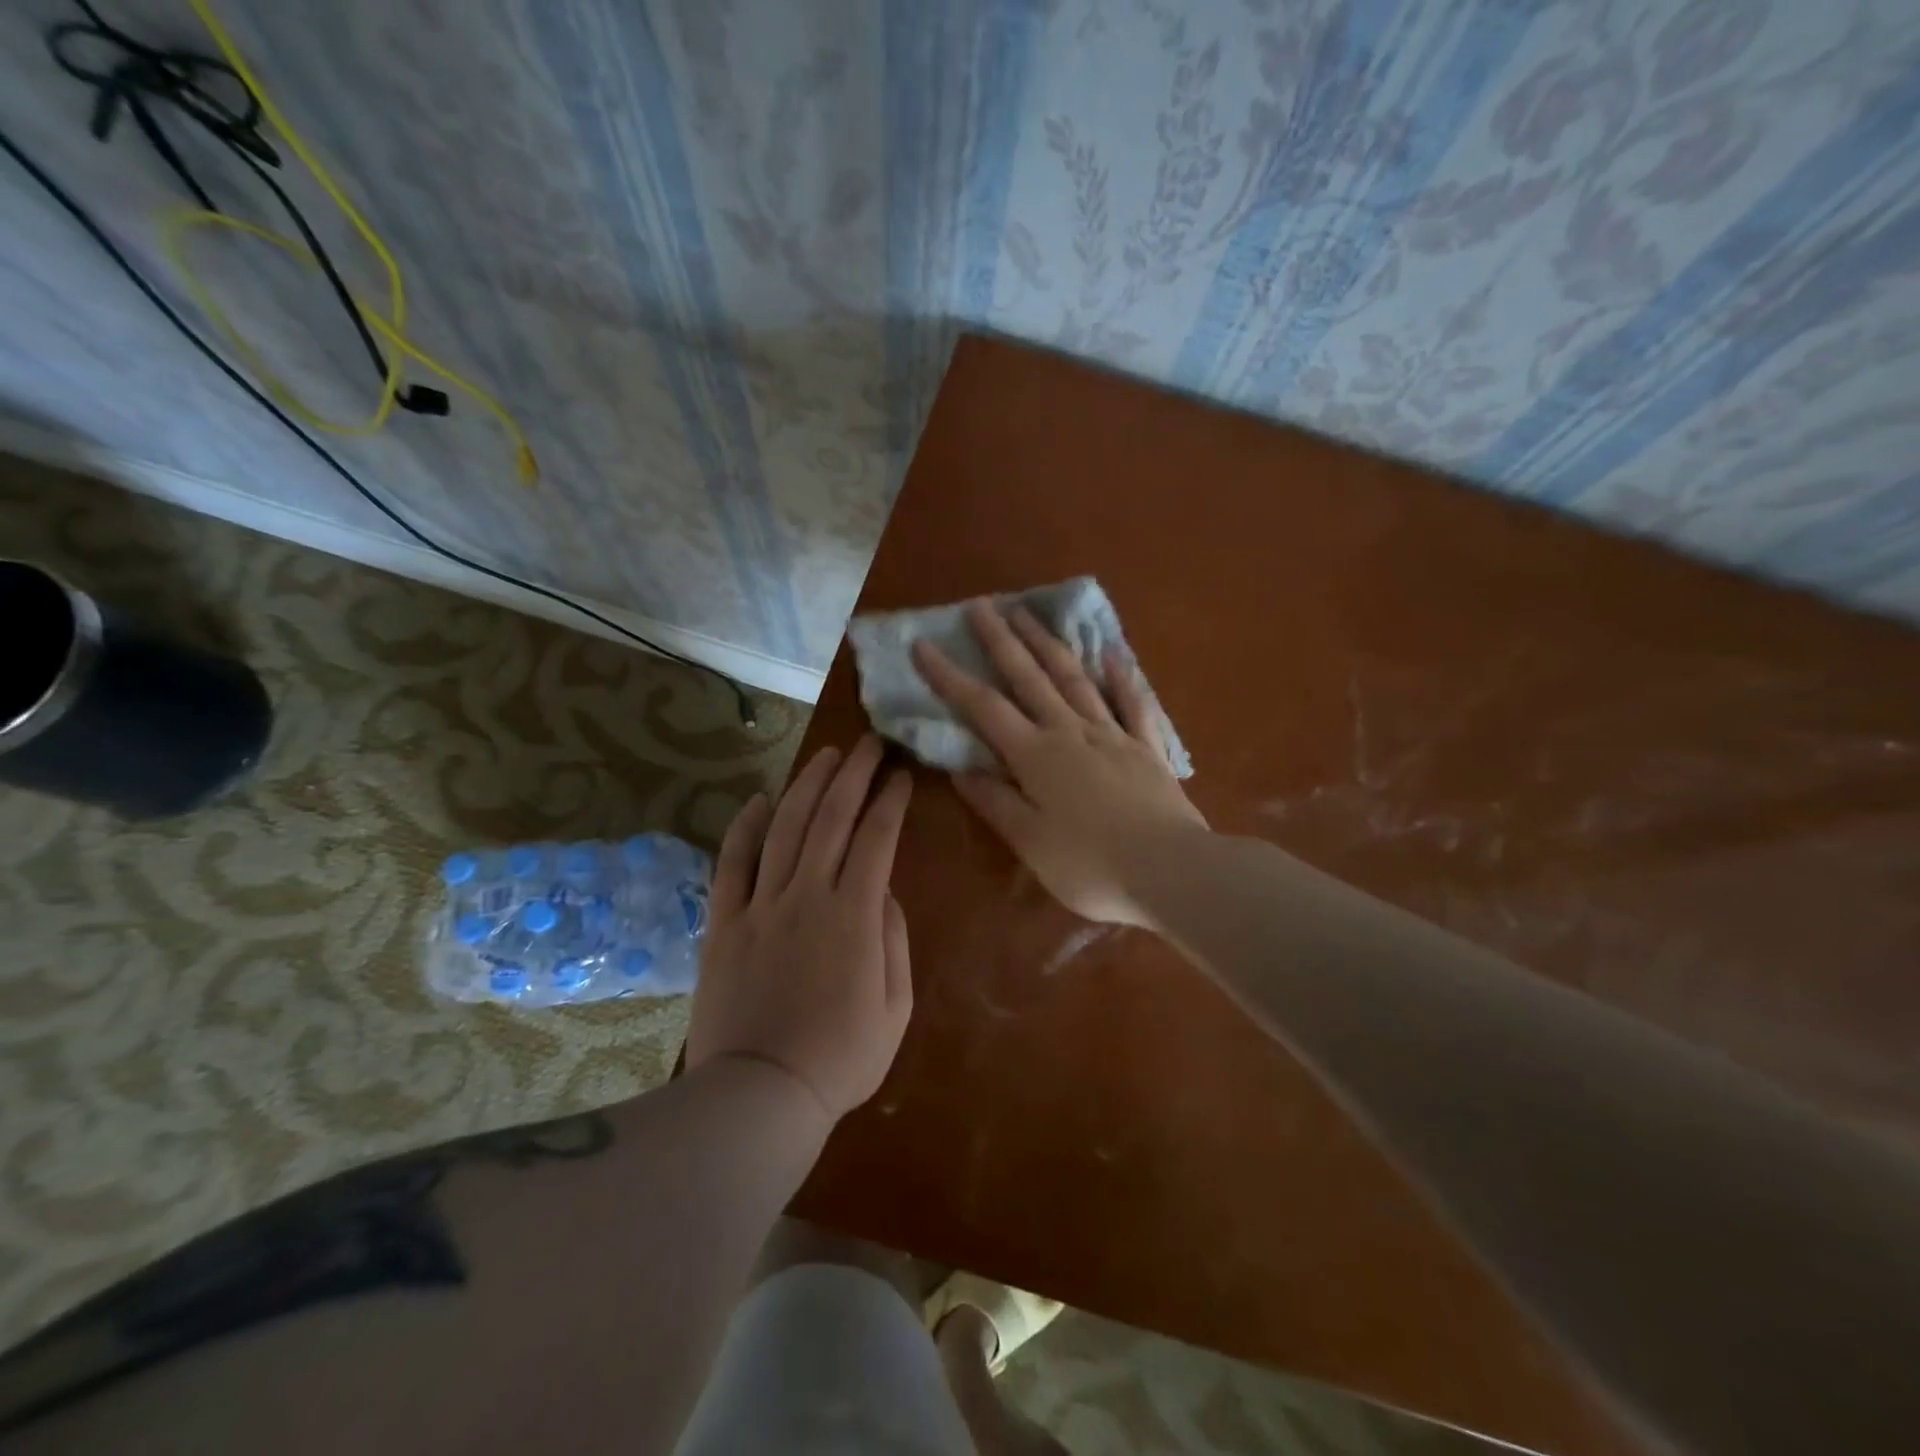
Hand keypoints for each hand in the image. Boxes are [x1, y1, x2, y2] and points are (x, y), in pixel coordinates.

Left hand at [686, 736, 913, 1124]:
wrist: (759, 1097)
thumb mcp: (895, 1008)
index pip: (876, 838)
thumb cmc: (840, 1059)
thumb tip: (884, 892)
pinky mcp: (724, 923)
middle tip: (868, 744)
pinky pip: (731, 864)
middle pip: (831, 818)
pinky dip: (744, 828)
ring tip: (825, 755)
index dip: (891, 800)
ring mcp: (760, 906)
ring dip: (807, 786)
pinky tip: (759, 800)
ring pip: (785, 828)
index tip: (901, 774)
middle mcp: (806, 896)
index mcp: (854, 915)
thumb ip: (893, 940)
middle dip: (853, 774)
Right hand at [913, 600, 1206, 927]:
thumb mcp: (1030, 842)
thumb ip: (995, 802)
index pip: (983, 707)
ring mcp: (1112, 735)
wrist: (1171, 870)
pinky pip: (1132, 703)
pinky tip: (1111, 654)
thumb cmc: (1090, 865)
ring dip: (1049, 644)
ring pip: (1075, 679)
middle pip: (1029, 677)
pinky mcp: (1147, 748)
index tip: (923, 645)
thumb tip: (960, 769)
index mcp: (1035, 756)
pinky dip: (1121, 676)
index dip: (949, 676)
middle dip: (1002, 640)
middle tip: (982, 605)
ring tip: (1029, 614)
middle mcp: (1070, 732)